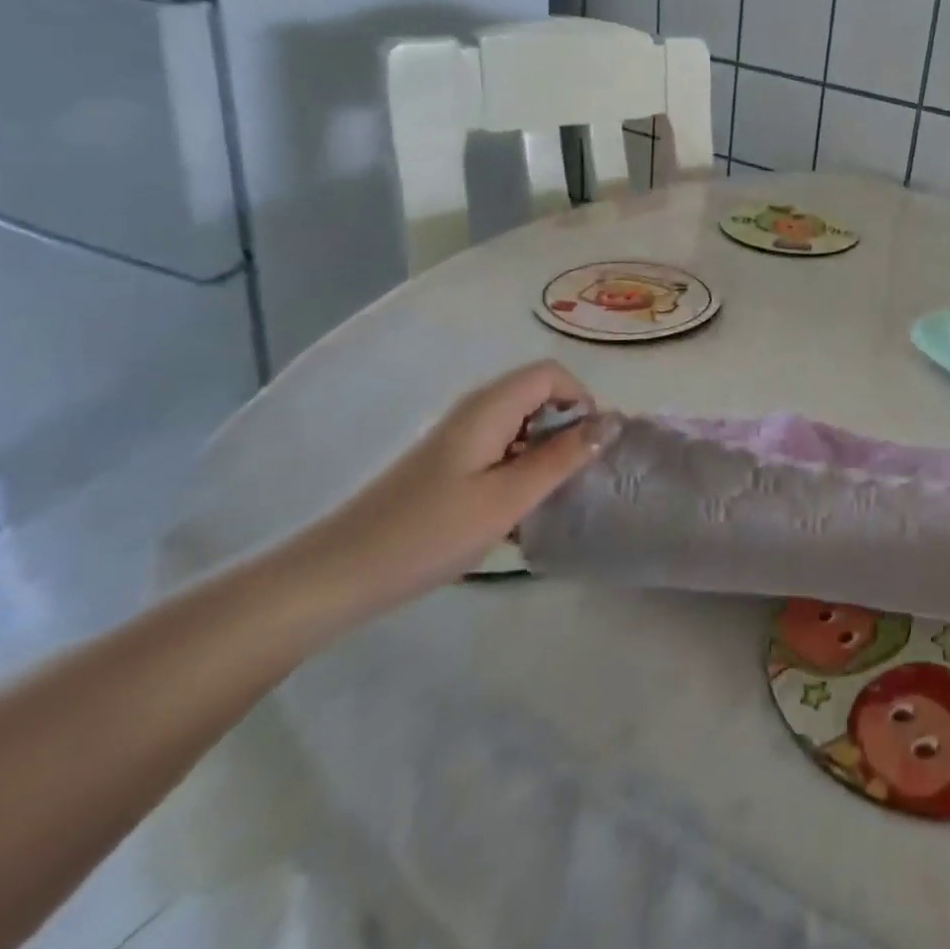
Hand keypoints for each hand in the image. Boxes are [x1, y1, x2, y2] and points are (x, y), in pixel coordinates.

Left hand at [296, 361, 615, 625]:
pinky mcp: (448, 463)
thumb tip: (612, 422)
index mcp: (489, 408)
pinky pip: (501, 448)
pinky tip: (515, 512)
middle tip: (572, 476)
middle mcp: (474, 411)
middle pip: (538, 395)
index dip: (580, 400)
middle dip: (566, 428)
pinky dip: (520, 469)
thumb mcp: (508, 498)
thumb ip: (563, 457)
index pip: (552, 373)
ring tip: (547, 498)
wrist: (337, 575)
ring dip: (545, 452)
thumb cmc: (429, 533)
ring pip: (521, 424)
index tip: (588, 447)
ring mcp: (458, 437)